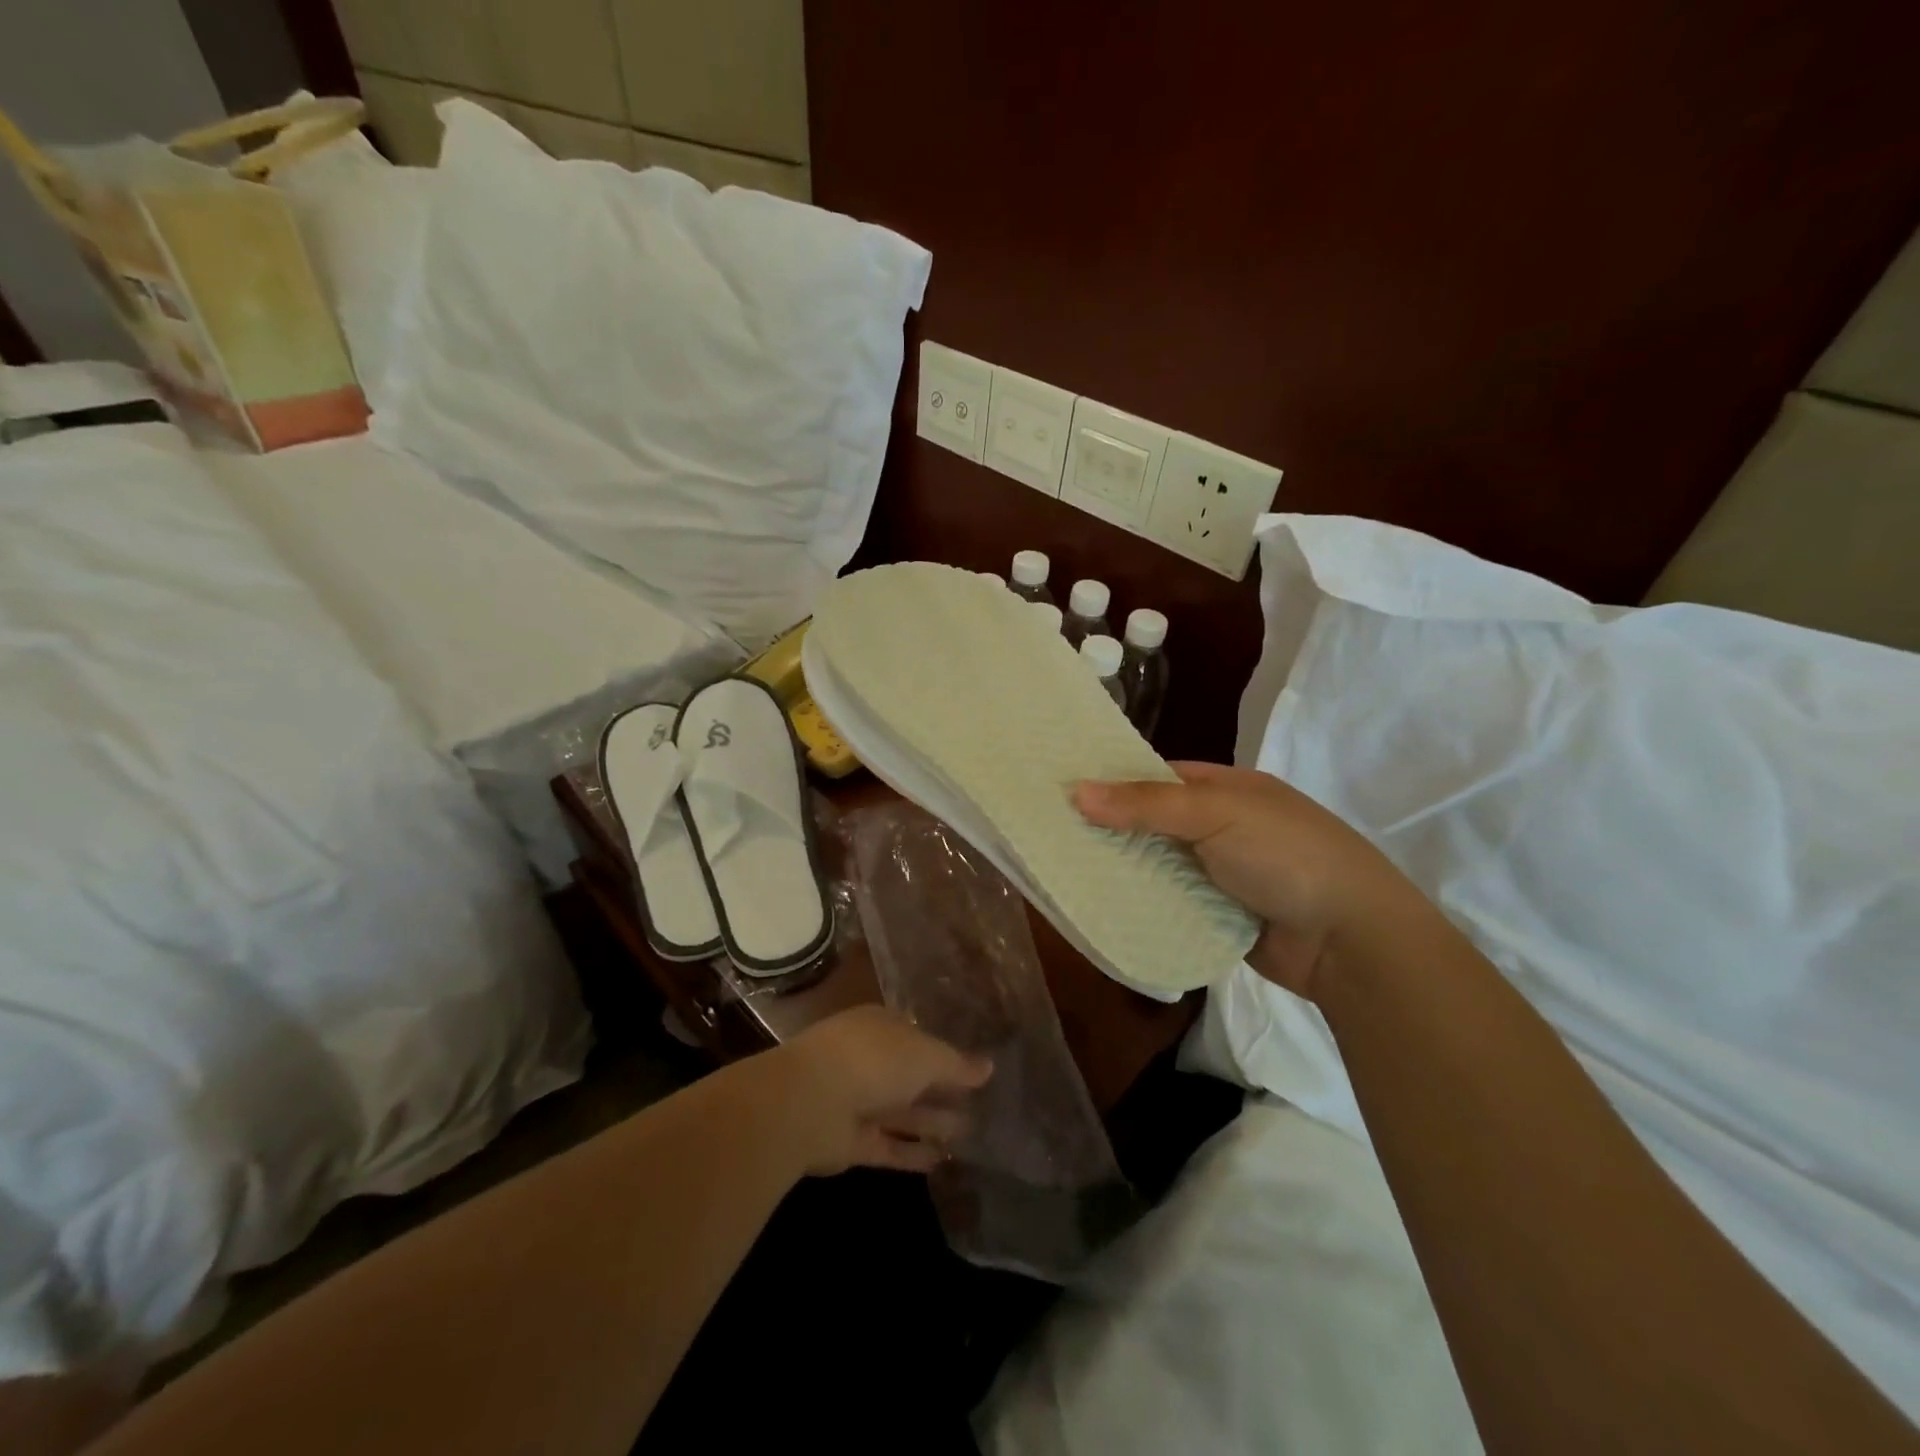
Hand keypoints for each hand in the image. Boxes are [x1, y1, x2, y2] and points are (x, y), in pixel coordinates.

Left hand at [760, 1006, 992, 1176]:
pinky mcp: (851, 1142)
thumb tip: (989, 1067)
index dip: (945, 1053)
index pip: (918, 1037)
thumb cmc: (874, 1060)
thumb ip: (957, 1064)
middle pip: (911, 1077)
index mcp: (881, 1027)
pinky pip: (889, 1146)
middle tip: (981, 1107)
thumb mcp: (925, 1055)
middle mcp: (868, 1060)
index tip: (974, 1071)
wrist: (811, 1103)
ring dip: (933, 1123)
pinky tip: (944, 1163)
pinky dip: (913, 1154)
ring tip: (971, 1135)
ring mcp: (857, 1101)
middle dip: (942, 1091)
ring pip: (902, 1112)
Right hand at [1074, 761, 1407, 997]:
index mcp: (1227, 790)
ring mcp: (1221, 874)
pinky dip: (1142, 904)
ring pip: (1158, 865)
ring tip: (1062, 870)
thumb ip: (1147, 804)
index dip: (1114, 780)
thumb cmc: (1287, 856)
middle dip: (1111, 828)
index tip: (1064, 788)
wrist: (1351, 941)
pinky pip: (1170, 904)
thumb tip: (1077, 791)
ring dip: (1123, 869)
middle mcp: (1221, 827)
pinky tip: (1100, 905)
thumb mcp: (1217, 814)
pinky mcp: (1218, 916)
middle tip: (1052, 833)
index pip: (1158, 776)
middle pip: (1153, 823)